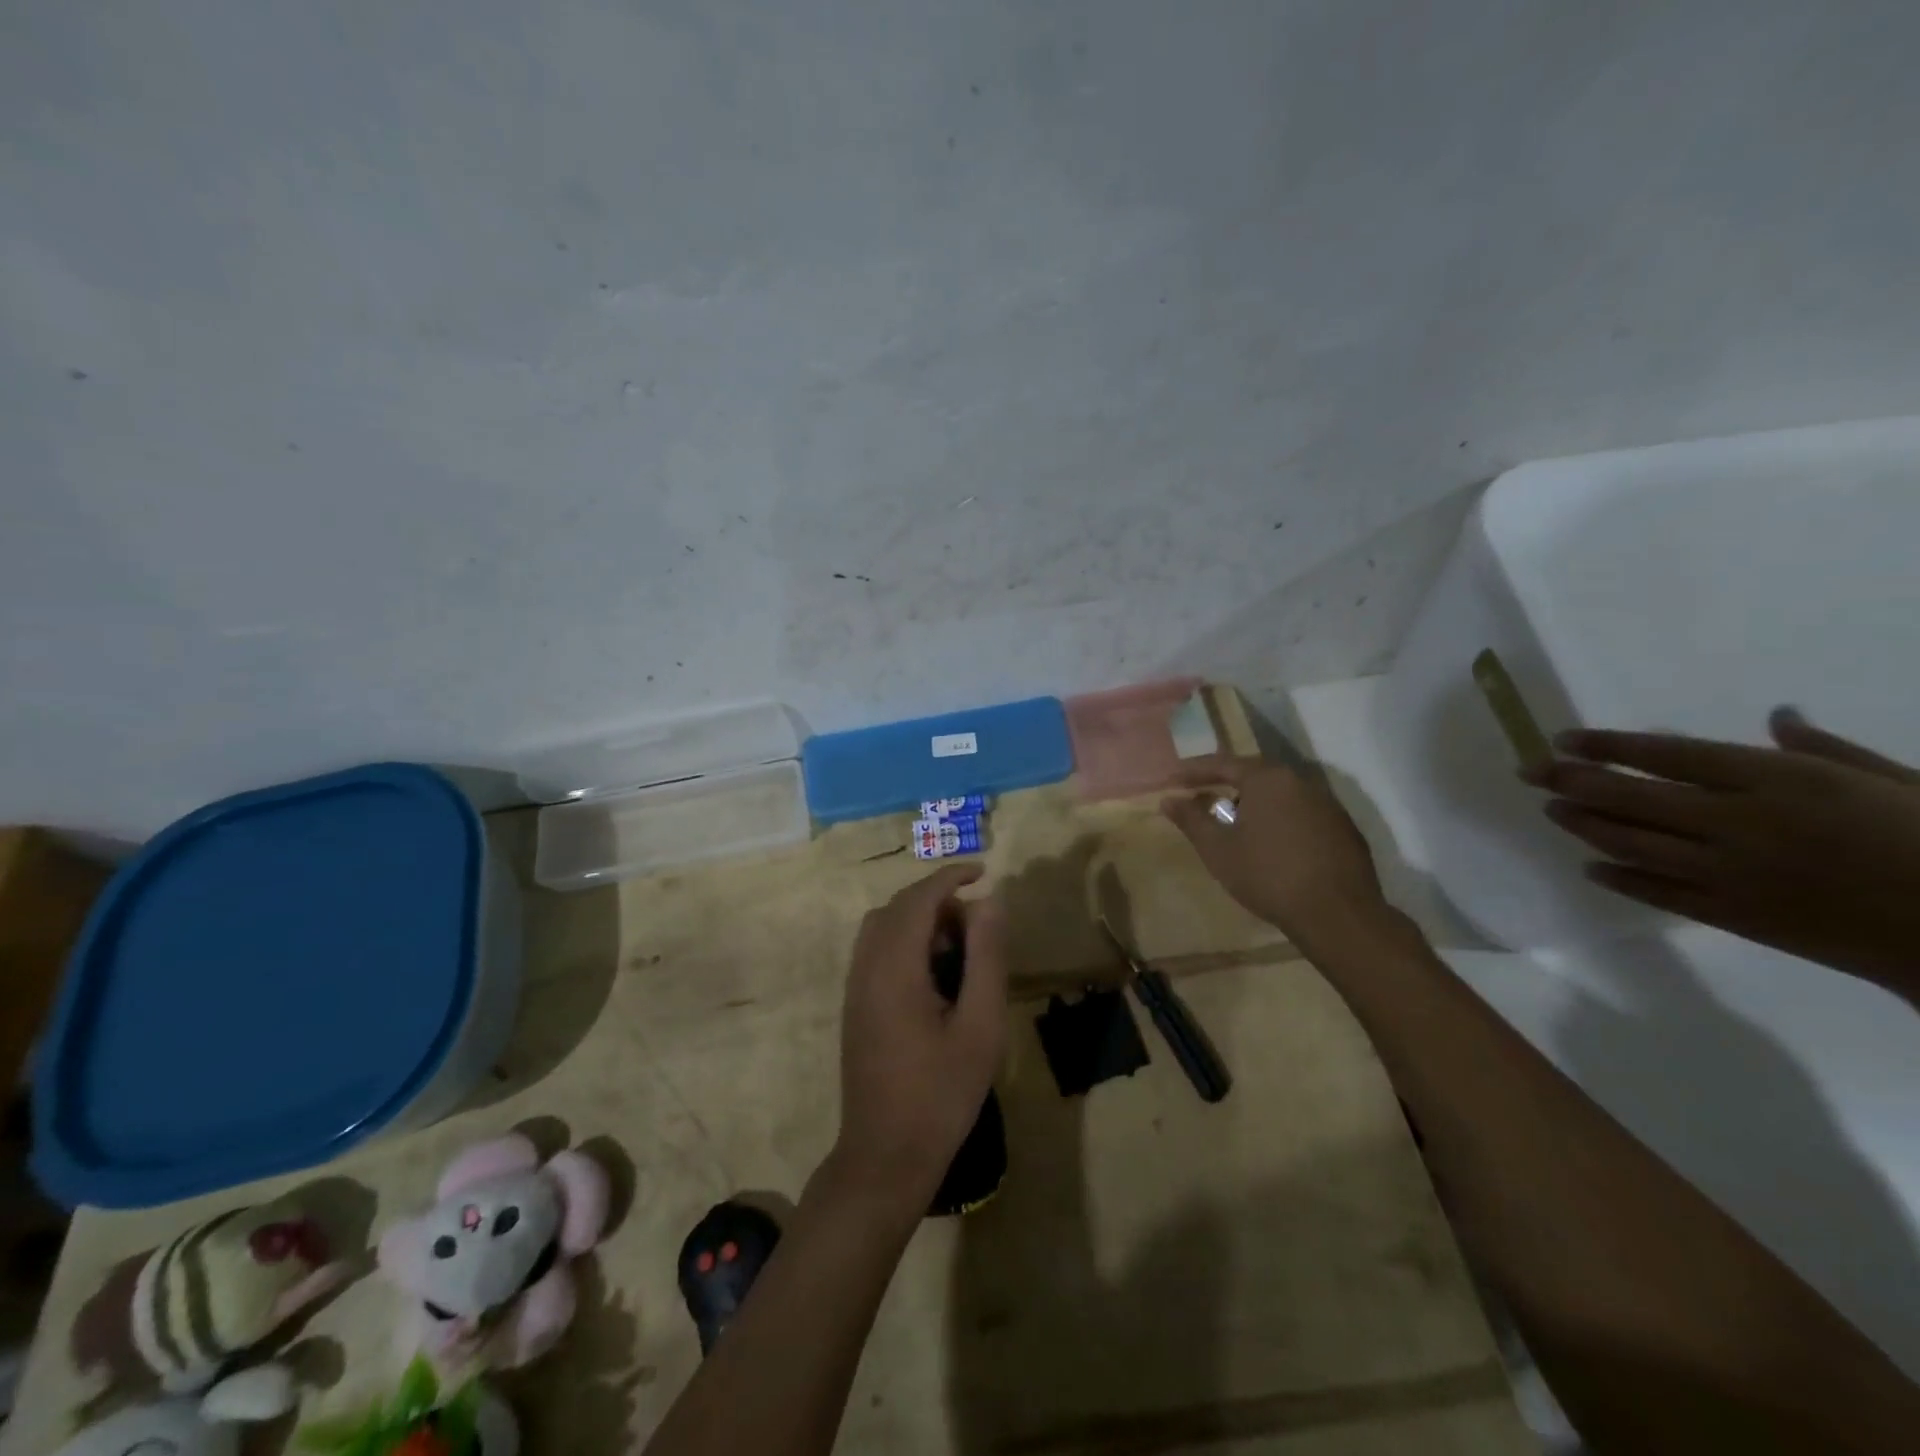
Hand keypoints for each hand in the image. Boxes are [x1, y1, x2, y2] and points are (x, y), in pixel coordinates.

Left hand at [833, 865, 1007, 1201]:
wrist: (884, 1157)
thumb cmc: (940, 1095)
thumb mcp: (980, 1027)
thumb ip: (986, 958)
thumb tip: (990, 902)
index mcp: (894, 968)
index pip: (918, 899)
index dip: (950, 877)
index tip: (984, 871)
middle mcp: (866, 967)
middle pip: (897, 907)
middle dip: (938, 900)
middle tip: (979, 926)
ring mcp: (854, 987)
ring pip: (882, 926)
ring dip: (919, 920)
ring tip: (959, 949)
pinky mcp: (854, 1006)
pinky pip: (875, 950)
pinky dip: (905, 941)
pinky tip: (934, 975)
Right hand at [1163, 757, 1391, 948]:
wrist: (1337, 914)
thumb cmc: (1267, 875)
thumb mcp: (1218, 849)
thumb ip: (1191, 819)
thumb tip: (1168, 800)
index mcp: (1267, 779)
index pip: (1222, 764)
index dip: (1193, 772)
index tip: (1172, 780)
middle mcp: (1300, 781)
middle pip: (1254, 774)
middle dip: (1224, 784)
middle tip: (1201, 796)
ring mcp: (1327, 804)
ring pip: (1279, 794)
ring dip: (1253, 802)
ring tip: (1233, 822)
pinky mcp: (1343, 828)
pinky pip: (1301, 813)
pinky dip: (1279, 819)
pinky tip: (1271, 843)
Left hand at [1537, 708, 1919, 993]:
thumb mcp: (1898, 780)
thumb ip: (1824, 750)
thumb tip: (1777, 715)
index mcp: (1780, 781)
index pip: (1667, 755)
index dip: (1608, 746)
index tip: (1564, 740)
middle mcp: (1739, 822)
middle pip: (1630, 796)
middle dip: (1570, 780)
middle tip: (1529, 771)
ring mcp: (1730, 872)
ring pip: (1631, 843)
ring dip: (1584, 825)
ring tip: (1552, 810)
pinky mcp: (1734, 916)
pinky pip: (1658, 893)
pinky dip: (1619, 878)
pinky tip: (1591, 867)